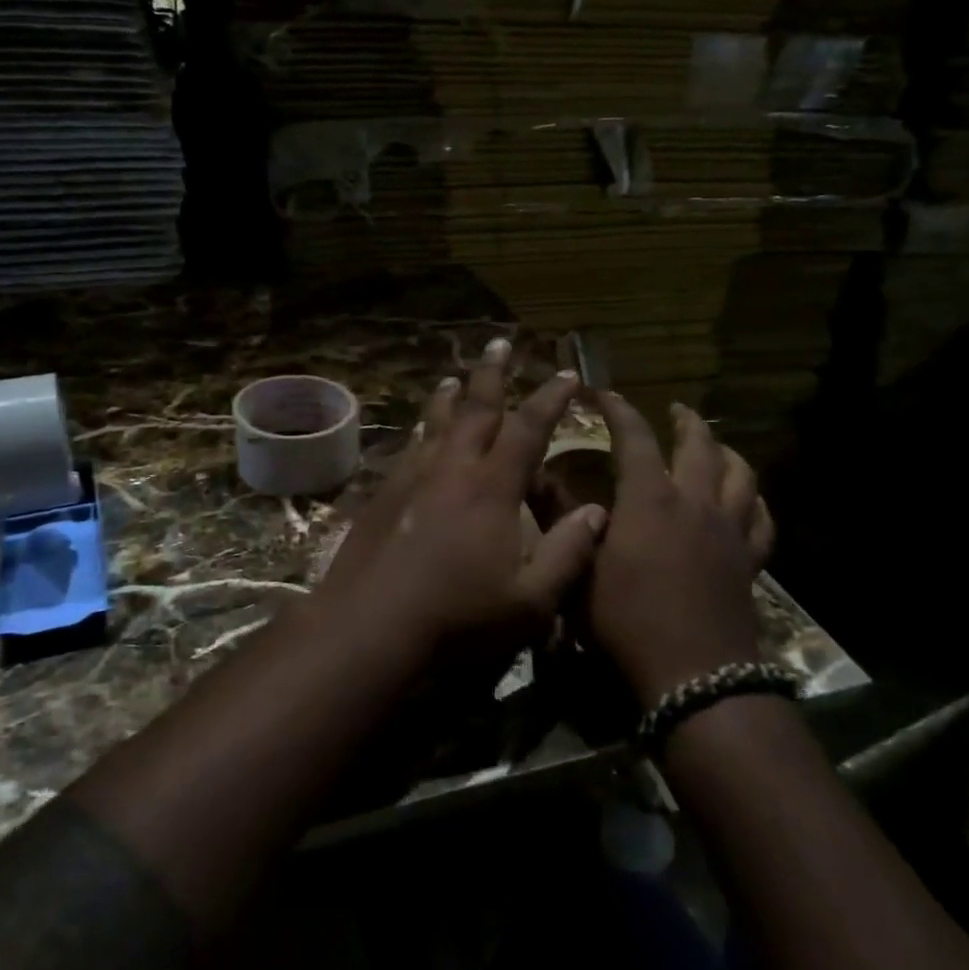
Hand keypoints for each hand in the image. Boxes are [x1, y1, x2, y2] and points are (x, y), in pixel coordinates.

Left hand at [319, 338, 607, 656]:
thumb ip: (567, 553)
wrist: (370, 626)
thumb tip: (598, 512)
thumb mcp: (530, 601)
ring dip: (449, 396)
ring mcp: (412, 478)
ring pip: (435, 423)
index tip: (567, 374)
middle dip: (492, 374)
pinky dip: (420, 430)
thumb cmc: (457, 618)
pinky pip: (409, 448)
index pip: (528, 429)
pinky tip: (418, 432)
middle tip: (500, 342)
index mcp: (492, 488)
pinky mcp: (383, 494)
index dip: (550, 399)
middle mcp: (452, 469)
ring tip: (454, 377)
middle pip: (475, 409)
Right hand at [589, 395, 774, 703]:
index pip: (635, 438)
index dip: (620, 411)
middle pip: (699, 446)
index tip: (606, 394)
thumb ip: (560, 521)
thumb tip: (536, 479)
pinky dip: (755, 501)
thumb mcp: (579, 570)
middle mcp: (694, 502)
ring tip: (716, 445)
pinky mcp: (749, 561)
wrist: (693, 675)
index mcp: (649, 500)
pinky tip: (749, 499)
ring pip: (741, 475)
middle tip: (676, 410)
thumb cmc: (625, 621)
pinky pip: (761, 519)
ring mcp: (729, 531)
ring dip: (726, 452)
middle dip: (685, 422)